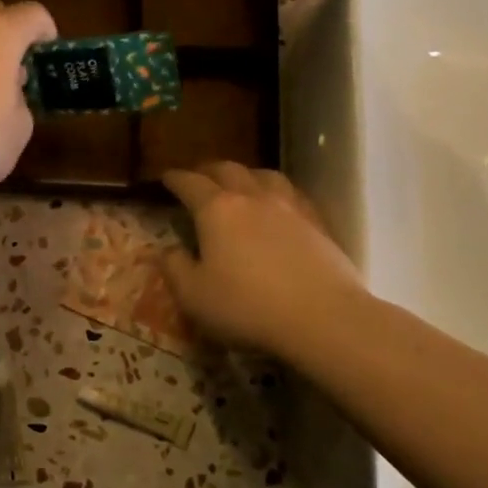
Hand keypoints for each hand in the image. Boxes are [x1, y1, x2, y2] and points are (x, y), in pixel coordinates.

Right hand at [161, 162, 367, 358]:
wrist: (322, 317)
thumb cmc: (247, 307)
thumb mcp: (194, 296)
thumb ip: (175, 268)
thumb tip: (168, 250)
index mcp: (216, 209)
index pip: (190, 183)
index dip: (175, 179)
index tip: (165, 178)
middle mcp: (252, 197)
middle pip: (227, 169)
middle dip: (208, 170)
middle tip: (198, 178)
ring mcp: (289, 206)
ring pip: (264, 175)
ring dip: (245, 175)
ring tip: (239, 183)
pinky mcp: (317, 222)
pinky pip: (291, 193)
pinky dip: (276, 191)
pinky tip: (278, 205)